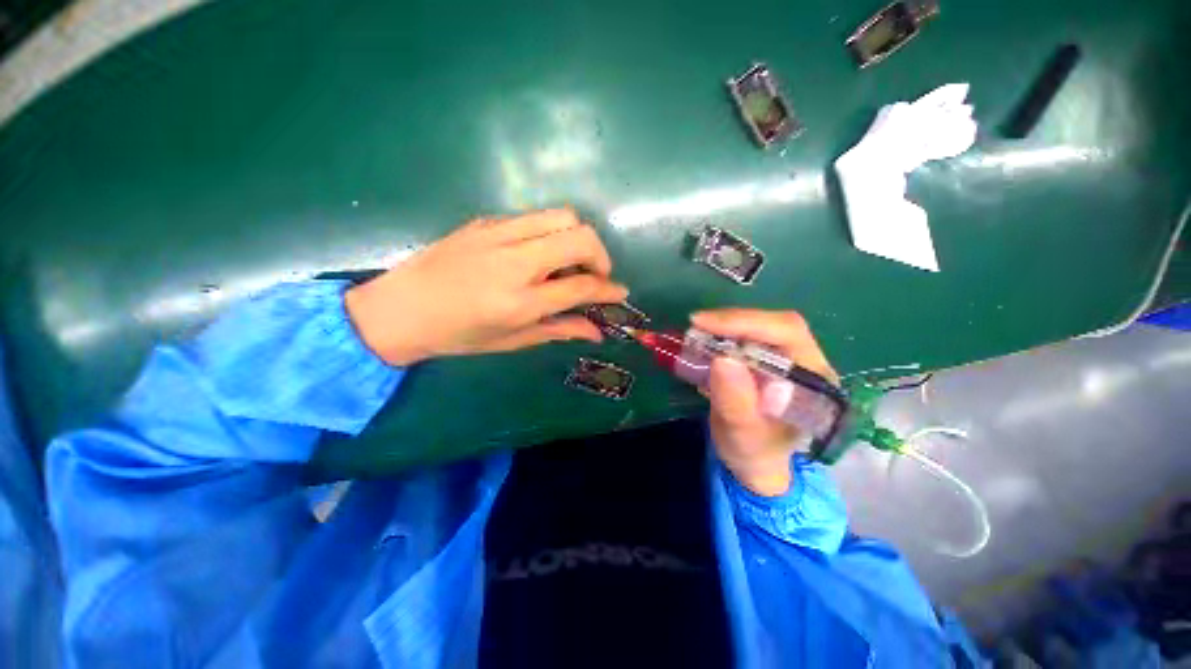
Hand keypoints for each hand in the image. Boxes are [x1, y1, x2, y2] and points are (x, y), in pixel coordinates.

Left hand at [345, 209, 627, 365]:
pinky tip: (539, 254)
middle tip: (596, 275)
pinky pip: (534, 217)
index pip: (582, 286)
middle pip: (580, 237)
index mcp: (519, 301)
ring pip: (561, 216)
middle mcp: (514, 261)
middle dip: (601, 255)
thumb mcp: (511, 340)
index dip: (609, 289)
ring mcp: (498, 234)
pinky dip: (550, 233)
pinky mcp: (486, 221)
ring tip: (571, 261)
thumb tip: (597, 331)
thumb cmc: (457, 334)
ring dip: (579, 237)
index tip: (620, 293)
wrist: (399, 309)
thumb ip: (559, 330)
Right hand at [692, 309, 838, 496]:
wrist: (755, 461)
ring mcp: (787, 358)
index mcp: (814, 379)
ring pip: (758, 326)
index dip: (745, 322)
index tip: (704, 324)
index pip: (787, 333)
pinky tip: (703, 341)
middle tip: (695, 325)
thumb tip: (722, 359)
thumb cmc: (754, 453)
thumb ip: (736, 403)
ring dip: (724, 327)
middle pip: (772, 324)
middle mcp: (806, 361)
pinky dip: (721, 335)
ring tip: (696, 333)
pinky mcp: (768, 359)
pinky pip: (746, 336)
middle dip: (731, 322)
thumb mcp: (742, 435)